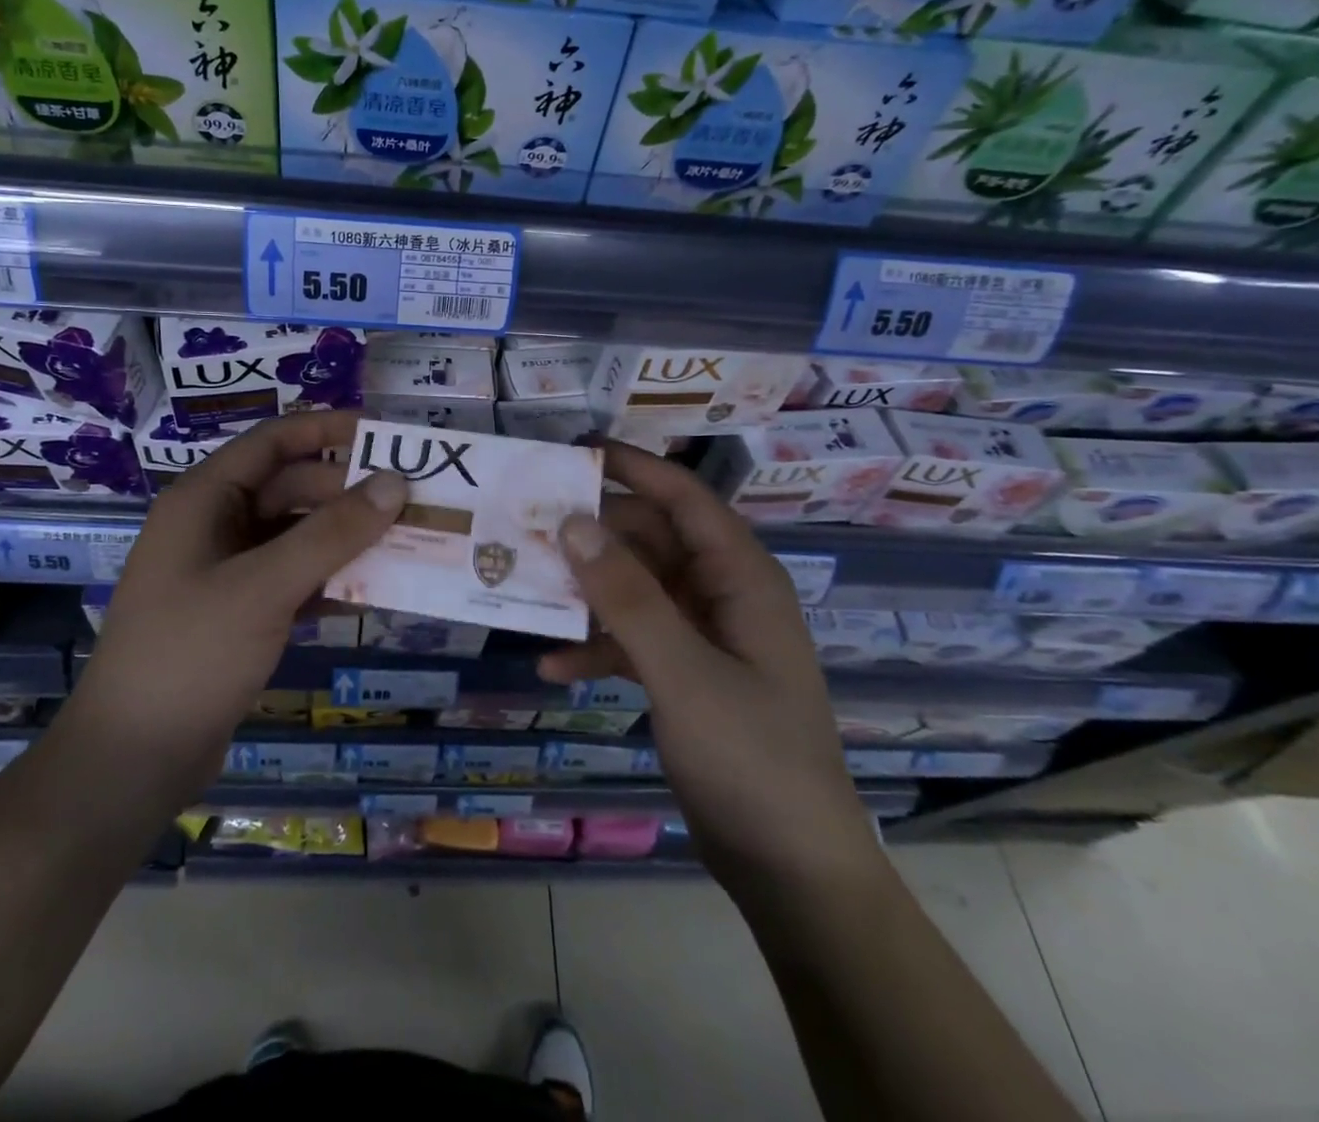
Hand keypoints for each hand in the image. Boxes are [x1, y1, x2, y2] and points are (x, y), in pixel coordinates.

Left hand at [69, 410, 404, 804]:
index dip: (327, 429)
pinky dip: (330, 581)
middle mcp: (213, 526)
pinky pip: (294, 579)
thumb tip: (395, 483)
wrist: (133, 759)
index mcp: (203, 499)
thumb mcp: (264, 587)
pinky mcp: (239, 613)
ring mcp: (226, 572)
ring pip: (296, 537)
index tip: (385, 433)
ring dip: (345, 540)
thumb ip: (331, 533)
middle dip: (348, 494)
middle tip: (412, 501)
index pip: (273, 442)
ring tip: (406, 543)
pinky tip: (373, 594)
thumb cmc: (190, 655)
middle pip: (291, 489)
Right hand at [542, 441, 879, 889]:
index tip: (575, 451)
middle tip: (529, 528)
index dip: (633, 467)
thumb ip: (626, 596)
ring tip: (527, 589)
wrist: (791, 869)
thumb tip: (574, 522)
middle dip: (594, 534)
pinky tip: (552, 668)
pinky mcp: (686, 674)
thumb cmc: (750, 758)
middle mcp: (723, 595)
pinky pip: (634, 640)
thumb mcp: (682, 671)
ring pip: (636, 589)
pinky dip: (596, 646)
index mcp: (741, 578)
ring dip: (587, 591)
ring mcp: (704, 636)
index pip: (684, 497)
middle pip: (652, 540)